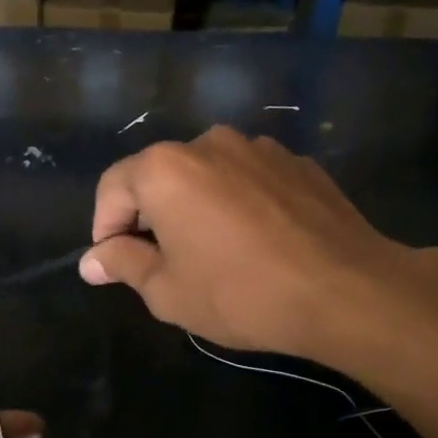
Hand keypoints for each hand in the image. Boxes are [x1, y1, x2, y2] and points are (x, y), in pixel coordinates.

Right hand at [80, 126, 437, 361]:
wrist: (345, 290)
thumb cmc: (240, 294)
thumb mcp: (167, 292)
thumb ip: (122, 265)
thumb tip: (92, 261)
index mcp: (165, 169)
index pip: (112, 188)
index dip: (104, 229)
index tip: (115, 265)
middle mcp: (208, 143)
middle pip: (159, 176)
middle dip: (149, 217)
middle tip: (162, 265)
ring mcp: (259, 148)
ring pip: (206, 176)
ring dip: (194, 208)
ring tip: (212, 254)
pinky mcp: (297, 163)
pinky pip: (248, 180)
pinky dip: (237, 204)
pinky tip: (255, 243)